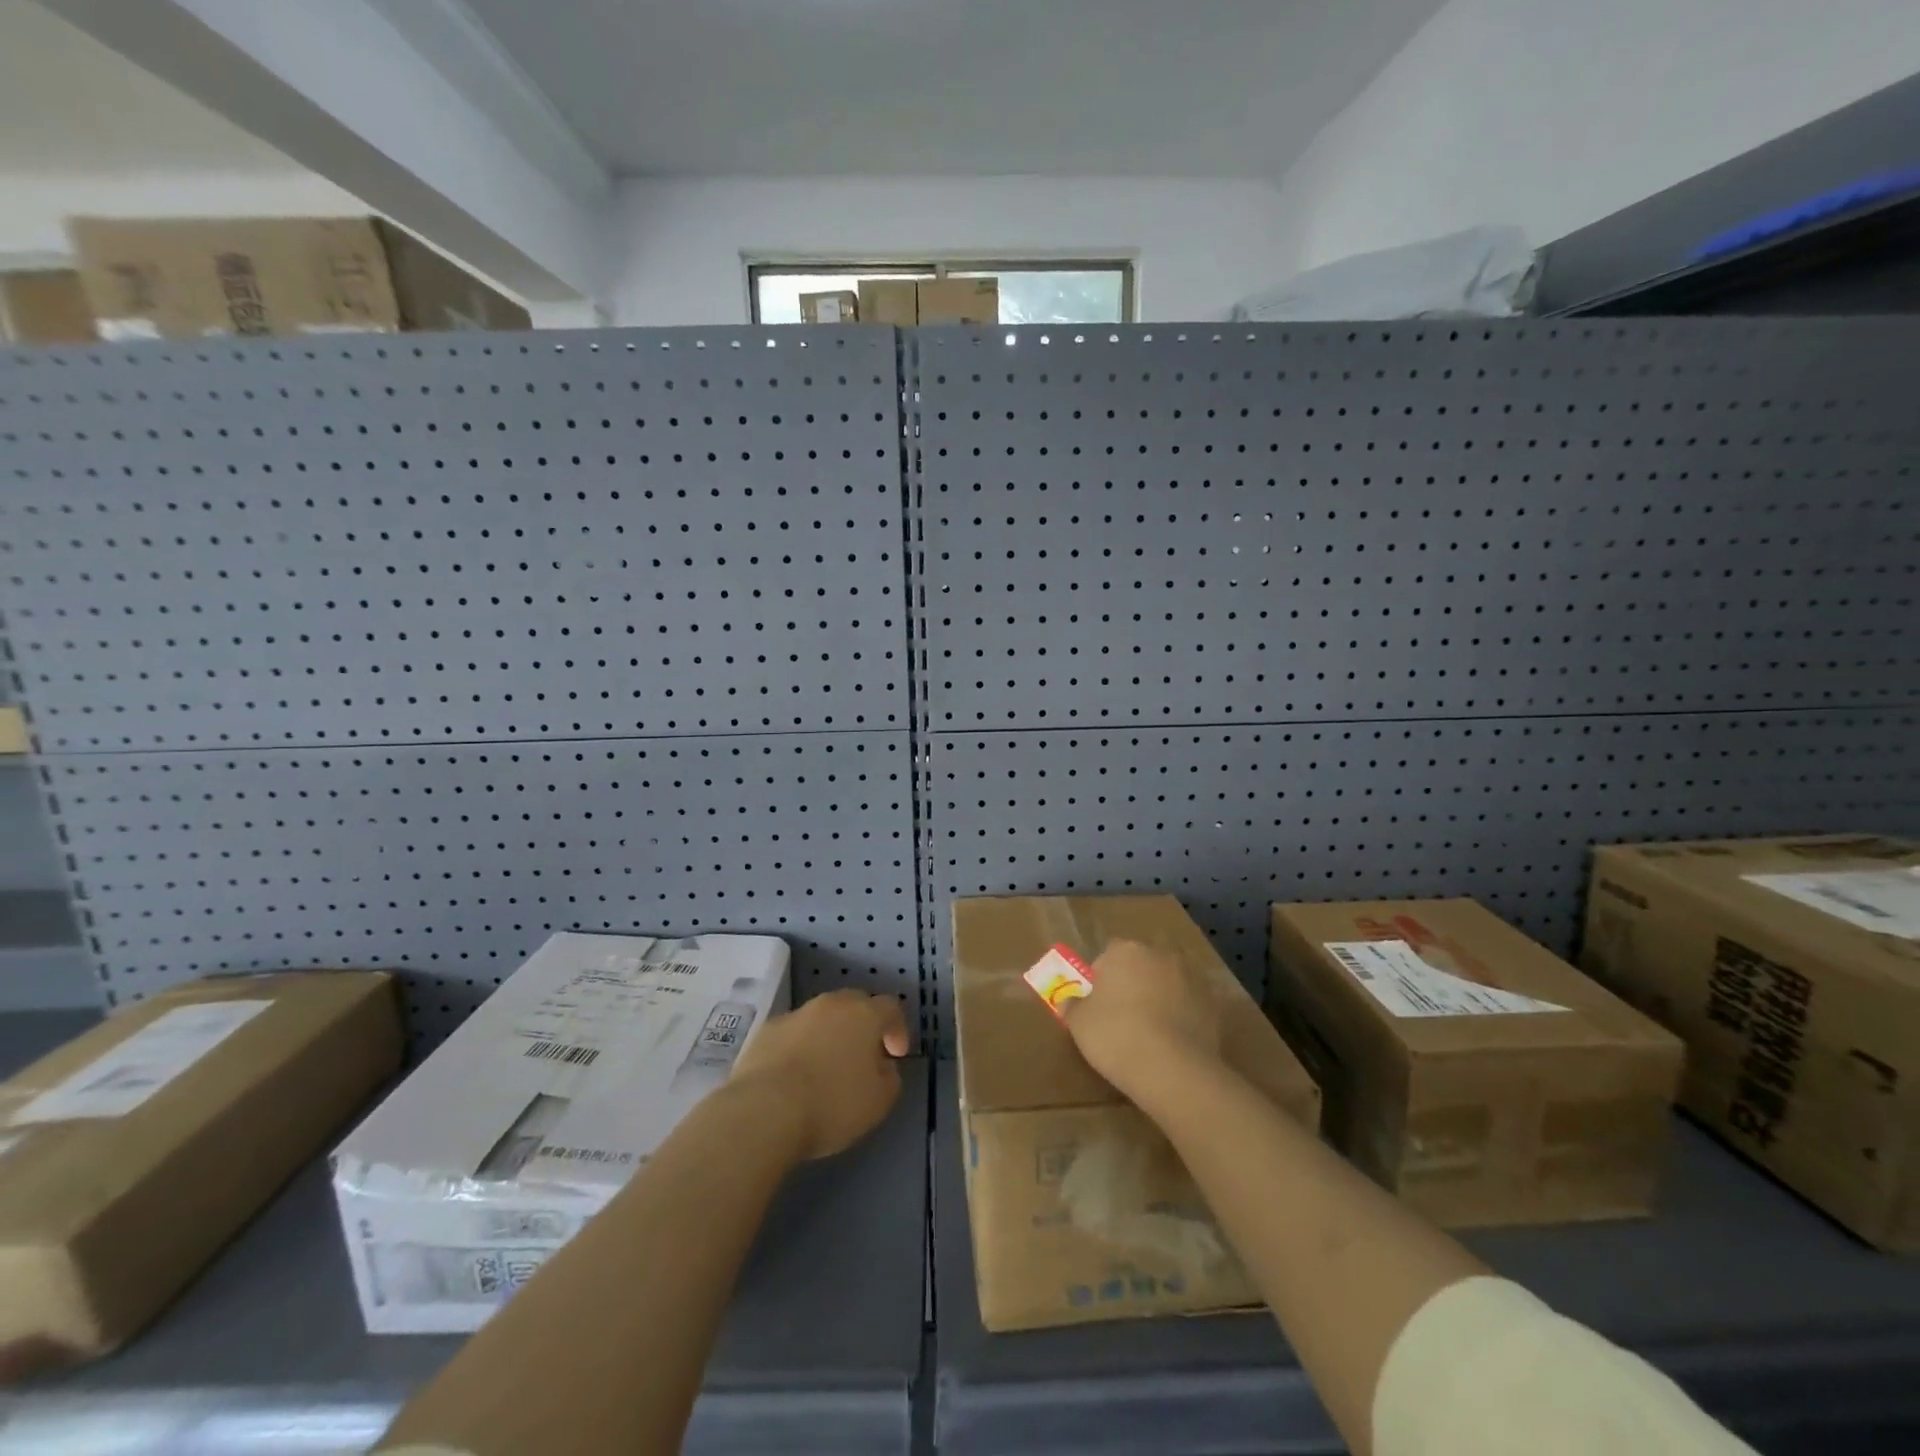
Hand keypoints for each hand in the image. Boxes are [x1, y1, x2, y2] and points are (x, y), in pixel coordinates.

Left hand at [730, 990, 910, 1159]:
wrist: (765, 1109)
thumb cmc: (832, 1103)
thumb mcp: (879, 1101)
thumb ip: (889, 1077)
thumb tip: (882, 1065)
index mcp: (864, 1014)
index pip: (891, 1007)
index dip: (898, 1029)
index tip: (895, 1055)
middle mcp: (831, 1004)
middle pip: (854, 1004)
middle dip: (862, 1026)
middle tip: (863, 1056)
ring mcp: (796, 1014)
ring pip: (821, 1017)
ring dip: (829, 1035)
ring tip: (826, 1068)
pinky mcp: (766, 1030)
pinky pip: (793, 1033)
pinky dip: (800, 1047)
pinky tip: (795, 1076)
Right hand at [1059, 939, 1224, 1102]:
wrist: (1173, 1070)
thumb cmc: (1116, 1036)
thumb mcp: (1078, 1023)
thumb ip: (1072, 1005)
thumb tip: (1066, 1000)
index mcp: (1125, 950)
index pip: (1108, 956)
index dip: (1101, 980)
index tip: (1098, 1006)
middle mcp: (1161, 954)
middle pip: (1141, 966)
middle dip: (1133, 984)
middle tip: (1122, 1018)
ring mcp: (1191, 978)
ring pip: (1167, 984)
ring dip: (1159, 998)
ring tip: (1150, 1034)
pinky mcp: (1213, 1005)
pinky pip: (1189, 1006)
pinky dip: (1181, 1017)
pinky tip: (1172, 1044)